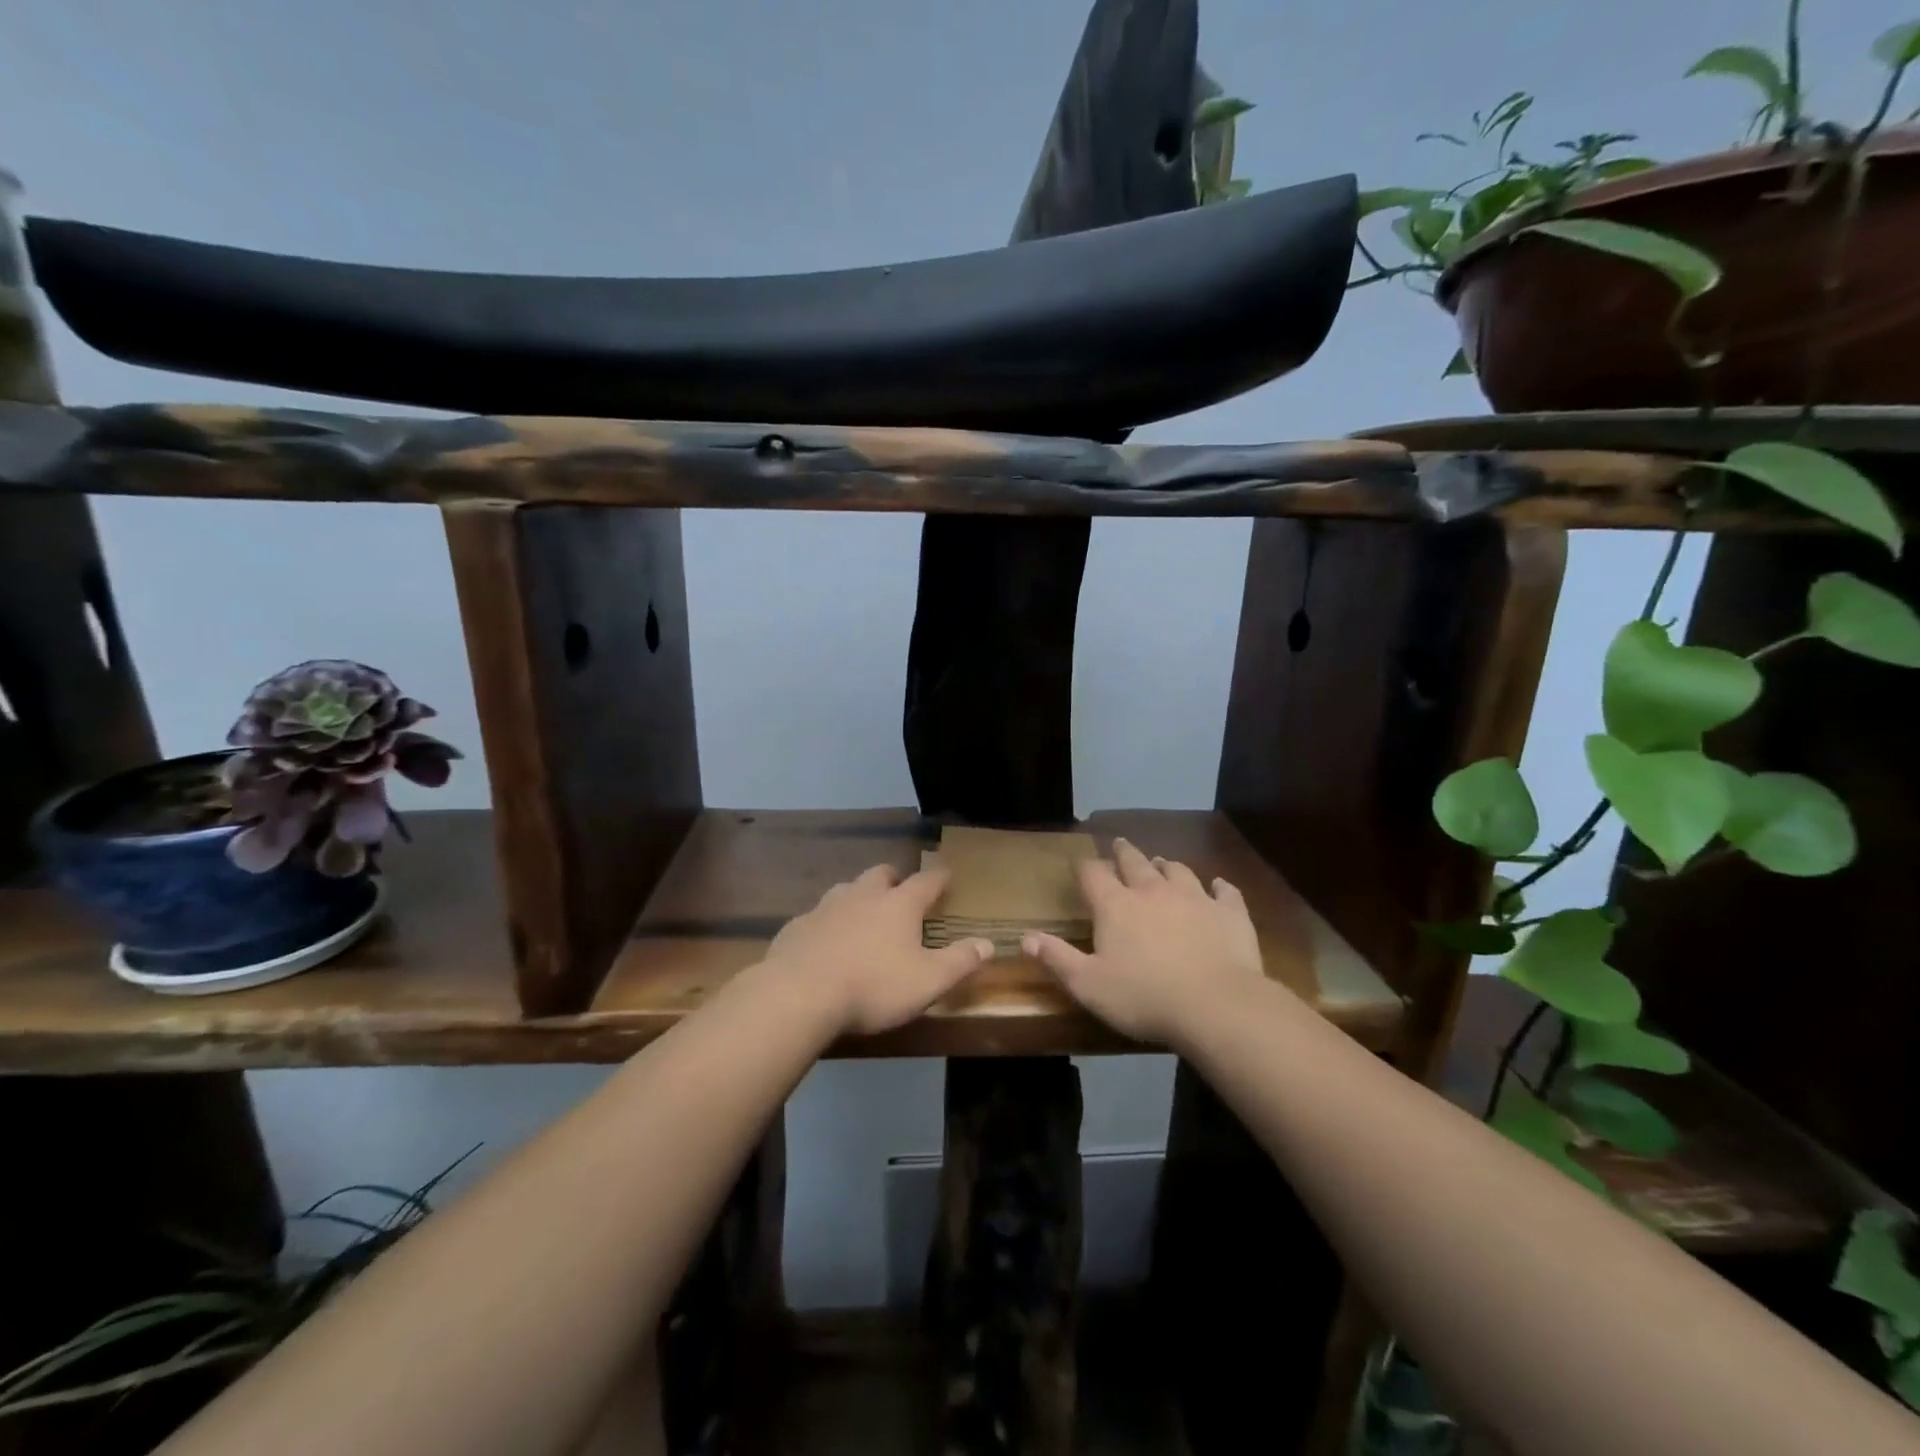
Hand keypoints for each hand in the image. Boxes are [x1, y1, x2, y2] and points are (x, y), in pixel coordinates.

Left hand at [760, 864, 993, 1035]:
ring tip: (863, 915)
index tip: (946, 874)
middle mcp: (863, 895)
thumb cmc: (873, 986)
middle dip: (894, 878)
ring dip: (859, 896)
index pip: (926, 881)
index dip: (939, 877)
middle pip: (881, 874)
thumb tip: (988, 943)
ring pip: (847, 889)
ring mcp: (826, 907)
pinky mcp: (797, 926)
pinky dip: (828, 922)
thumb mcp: (928, 981)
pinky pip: (818, 915)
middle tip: (900, 892)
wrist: (799, 994)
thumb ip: (960, 962)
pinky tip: (826, 941)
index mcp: (899, 905)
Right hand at [1023, 838, 1268, 1044]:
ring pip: (1177, 870)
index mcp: (1116, 906)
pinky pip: (1224, 891)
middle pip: (1135, 862)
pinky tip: (1219, 886)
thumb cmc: (1143, 997)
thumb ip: (1057, 958)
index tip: (1083, 865)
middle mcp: (1152, 891)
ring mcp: (1195, 897)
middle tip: (1120, 845)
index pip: (1094, 874)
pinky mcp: (1229, 912)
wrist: (1216, 1005)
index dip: (1087, 867)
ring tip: (1162, 863)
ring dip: (1166, 866)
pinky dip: (1219, 886)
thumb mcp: (1088, 985)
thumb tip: (1025, 938)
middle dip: (1124, 853)